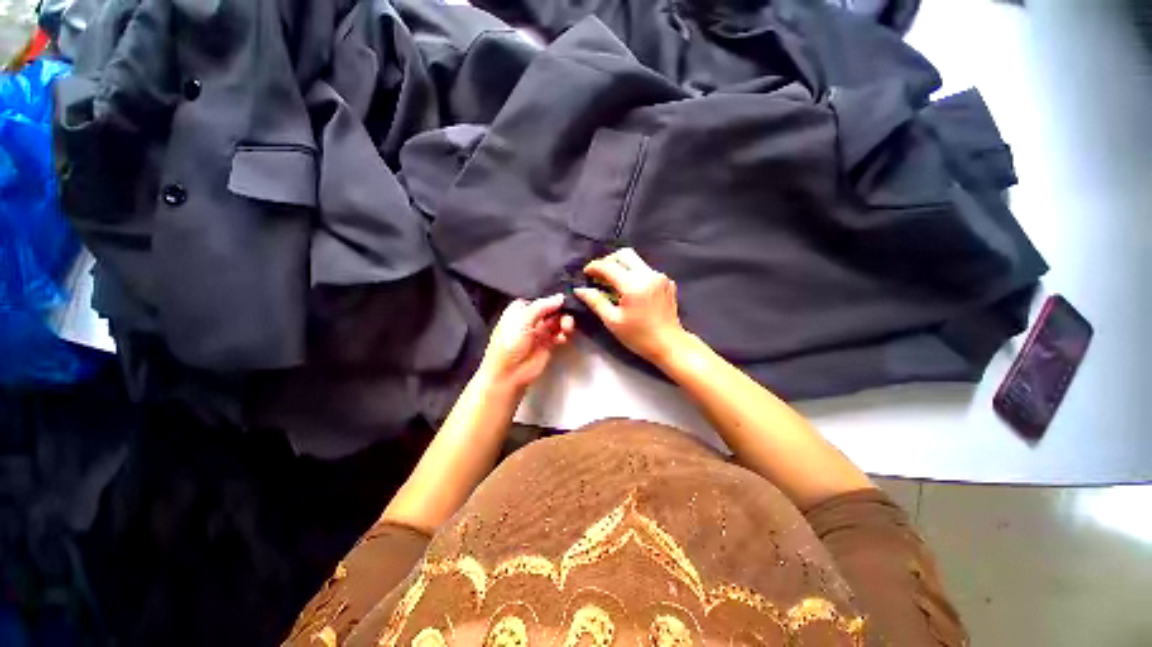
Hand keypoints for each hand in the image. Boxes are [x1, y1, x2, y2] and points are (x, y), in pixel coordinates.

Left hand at [478, 294, 574, 393]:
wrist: (508, 373)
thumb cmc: (510, 343)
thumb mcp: (522, 319)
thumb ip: (542, 306)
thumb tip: (560, 297)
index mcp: (521, 309)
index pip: (541, 298)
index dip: (553, 298)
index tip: (565, 298)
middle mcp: (531, 318)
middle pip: (552, 309)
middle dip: (562, 311)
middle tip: (567, 318)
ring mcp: (540, 331)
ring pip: (558, 321)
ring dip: (565, 322)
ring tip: (566, 329)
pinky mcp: (548, 343)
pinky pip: (560, 334)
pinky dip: (564, 334)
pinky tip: (563, 338)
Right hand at [575, 248, 687, 364]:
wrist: (669, 344)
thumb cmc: (638, 336)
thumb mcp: (612, 321)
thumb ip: (595, 301)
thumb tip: (580, 290)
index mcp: (633, 285)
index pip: (608, 266)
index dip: (594, 267)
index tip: (586, 274)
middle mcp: (648, 274)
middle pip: (624, 254)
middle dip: (608, 261)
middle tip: (600, 276)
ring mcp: (660, 276)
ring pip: (636, 260)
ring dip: (621, 267)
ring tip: (613, 283)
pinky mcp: (667, 281)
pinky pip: (646, 270)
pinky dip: (634, 274)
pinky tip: (630, 290)